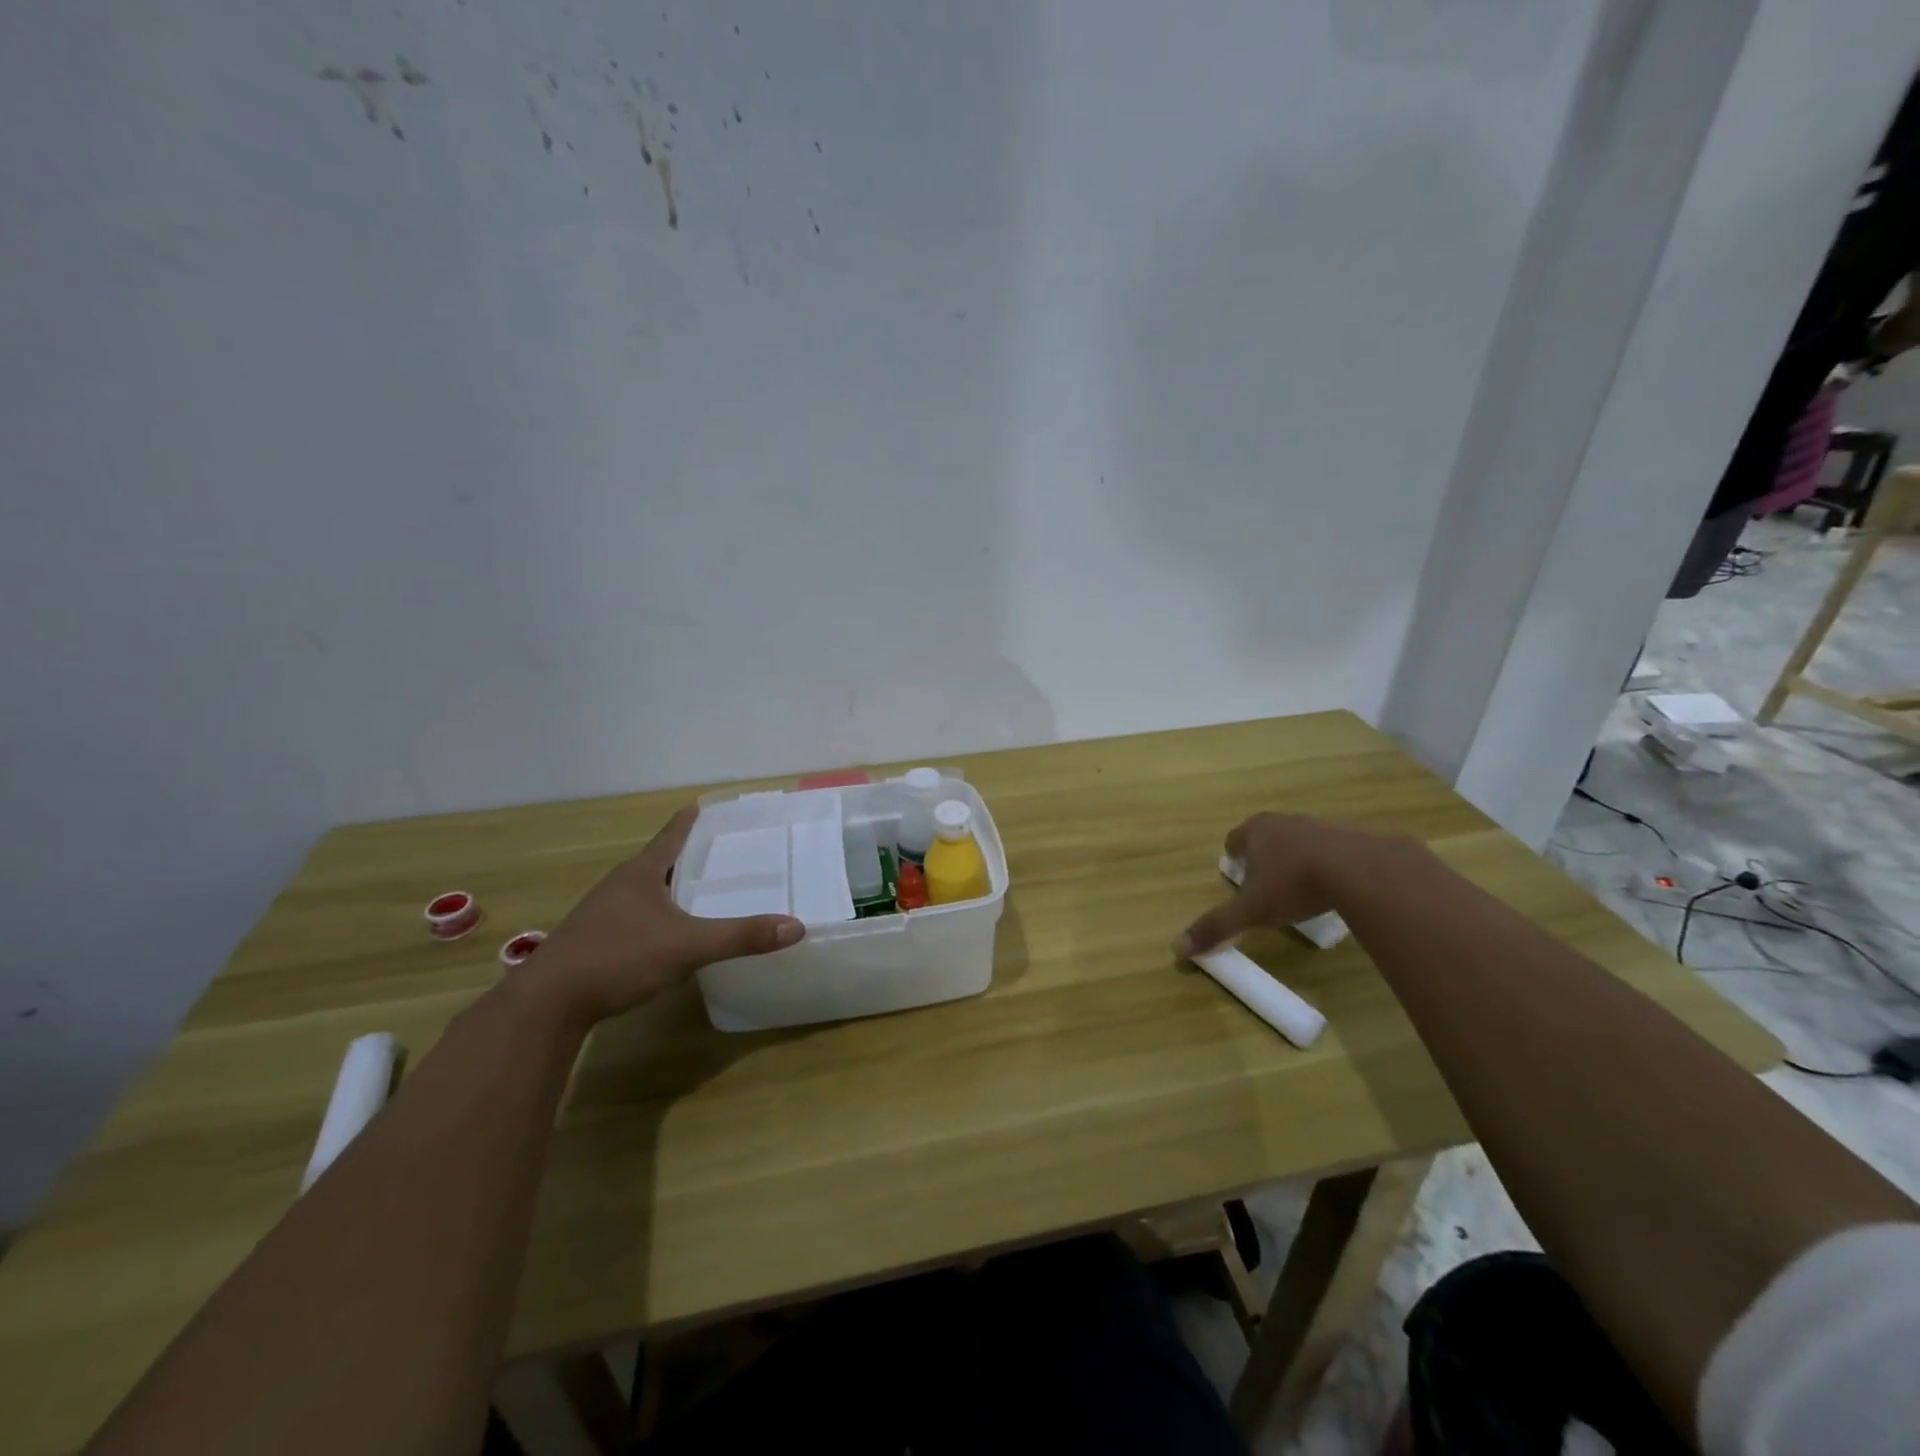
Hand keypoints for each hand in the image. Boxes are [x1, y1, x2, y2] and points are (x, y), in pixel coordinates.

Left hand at [529, 806, 804, 1023]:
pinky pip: (633, 917)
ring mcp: (601, 914)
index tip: (703, 805)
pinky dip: (656, 916)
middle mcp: (619, 885)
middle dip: (686, 856)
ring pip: (644, 891)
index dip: (688, 821)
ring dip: (669, 888)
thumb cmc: (618, 957)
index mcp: (641, 874)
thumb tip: (796, 927)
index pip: (670, 836)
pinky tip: (667, 934)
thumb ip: (740, 937)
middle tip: (719, 852)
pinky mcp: (592, 941)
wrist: (547, 1004)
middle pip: (658, 862)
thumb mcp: (687, 947)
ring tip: (699, 892)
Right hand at [1174, 814, 1375, 956]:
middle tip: (1267, 883)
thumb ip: (1217, 926)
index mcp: (1255, 831)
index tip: (1238, 877)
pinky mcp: (1352, 836)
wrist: (1361, 870)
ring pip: (1299, 840)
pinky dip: (1329, 863)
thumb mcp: (1251, 911)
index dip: (1234, 858)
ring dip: (1297, 858)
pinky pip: (1332, 849)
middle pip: (1266, 835)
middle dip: (1264, 856)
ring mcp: (1319, 825)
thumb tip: (1177, 948)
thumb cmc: (1295, 884)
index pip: (1234, 839)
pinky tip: (1335, 886)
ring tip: (1302, 886)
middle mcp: (1284, 821)